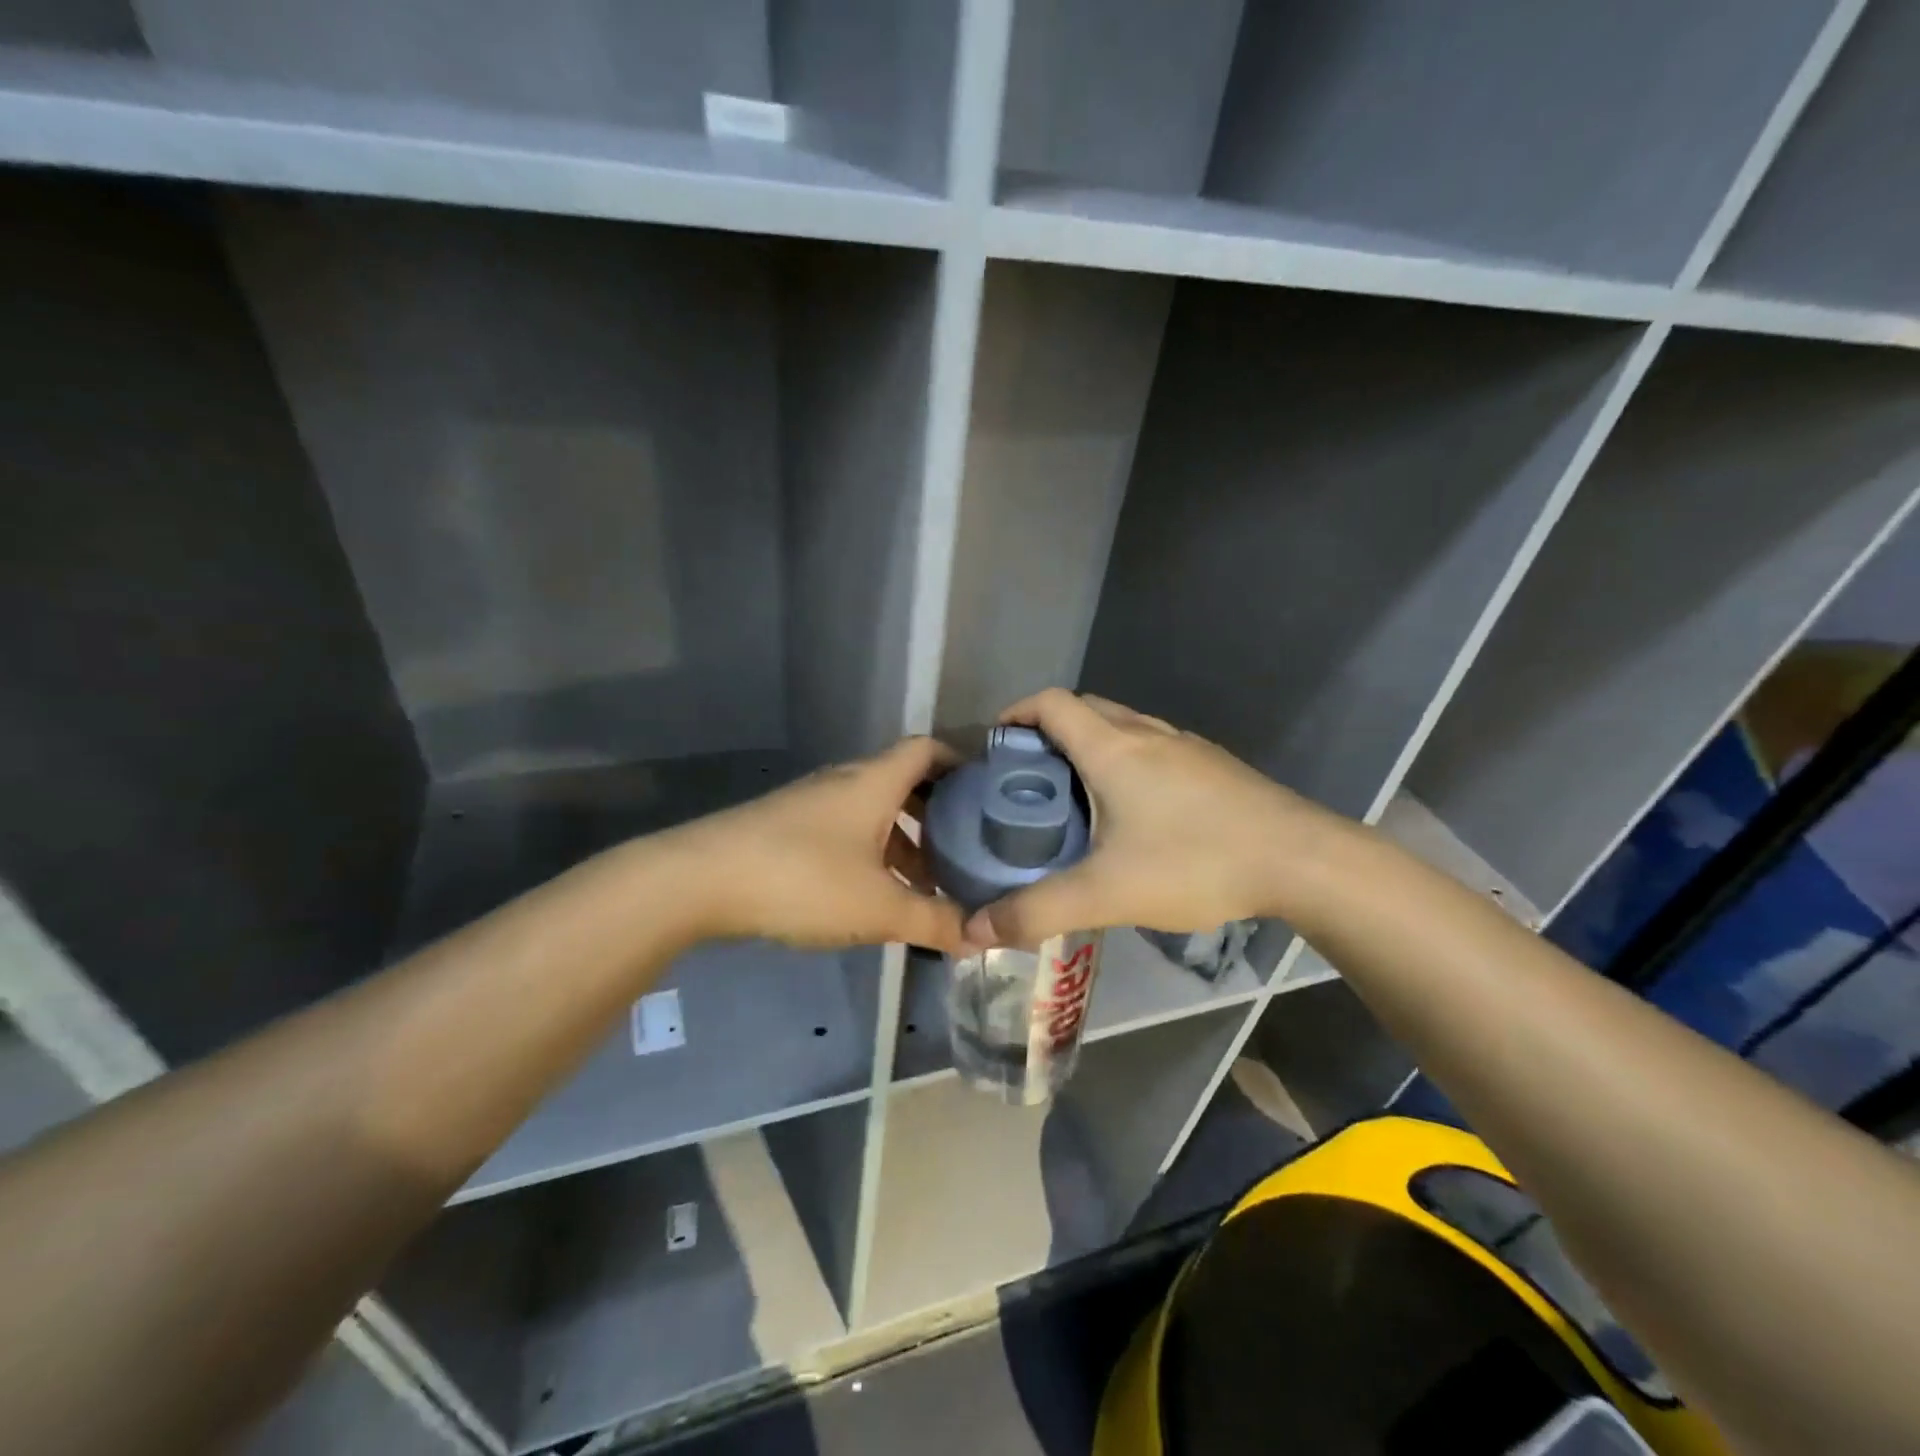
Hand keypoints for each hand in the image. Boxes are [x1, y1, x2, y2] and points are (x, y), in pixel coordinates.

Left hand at [667, 736, 965, 953]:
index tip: (987, 792)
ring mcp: (811, 802)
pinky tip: (871, 892)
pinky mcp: (785, 826)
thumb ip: (933, 922)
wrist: (699, 880)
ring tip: (923, 881)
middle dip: (936, 813)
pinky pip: (844, 828)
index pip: (927, 749)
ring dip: (901, 838)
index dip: (960, 762)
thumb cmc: (803, 880)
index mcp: (874, 782)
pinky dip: (869, 850)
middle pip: (902, 781)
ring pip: (871, 809)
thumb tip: (980, 937)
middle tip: (964, 846)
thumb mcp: (878, 908)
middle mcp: (845, 781)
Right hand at [963, 690, 1335, 949]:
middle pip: (1085, 709)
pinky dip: (1128, 761)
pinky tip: (1135, 813)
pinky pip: (1155, 747)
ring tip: (1075, 795)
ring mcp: (1187, 746)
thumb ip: (1037, 912)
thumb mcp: (1106, 893)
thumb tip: (974, 931)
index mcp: (1112, 747)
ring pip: (1124, 727)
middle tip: (1029, 777)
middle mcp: (1147, 733)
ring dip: (1091, 745)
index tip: (995, 745)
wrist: (1302, 860)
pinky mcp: (1214, 767)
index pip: (1051, 703)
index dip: (1016, 713)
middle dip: (1049, 731)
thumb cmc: (1196, 862)